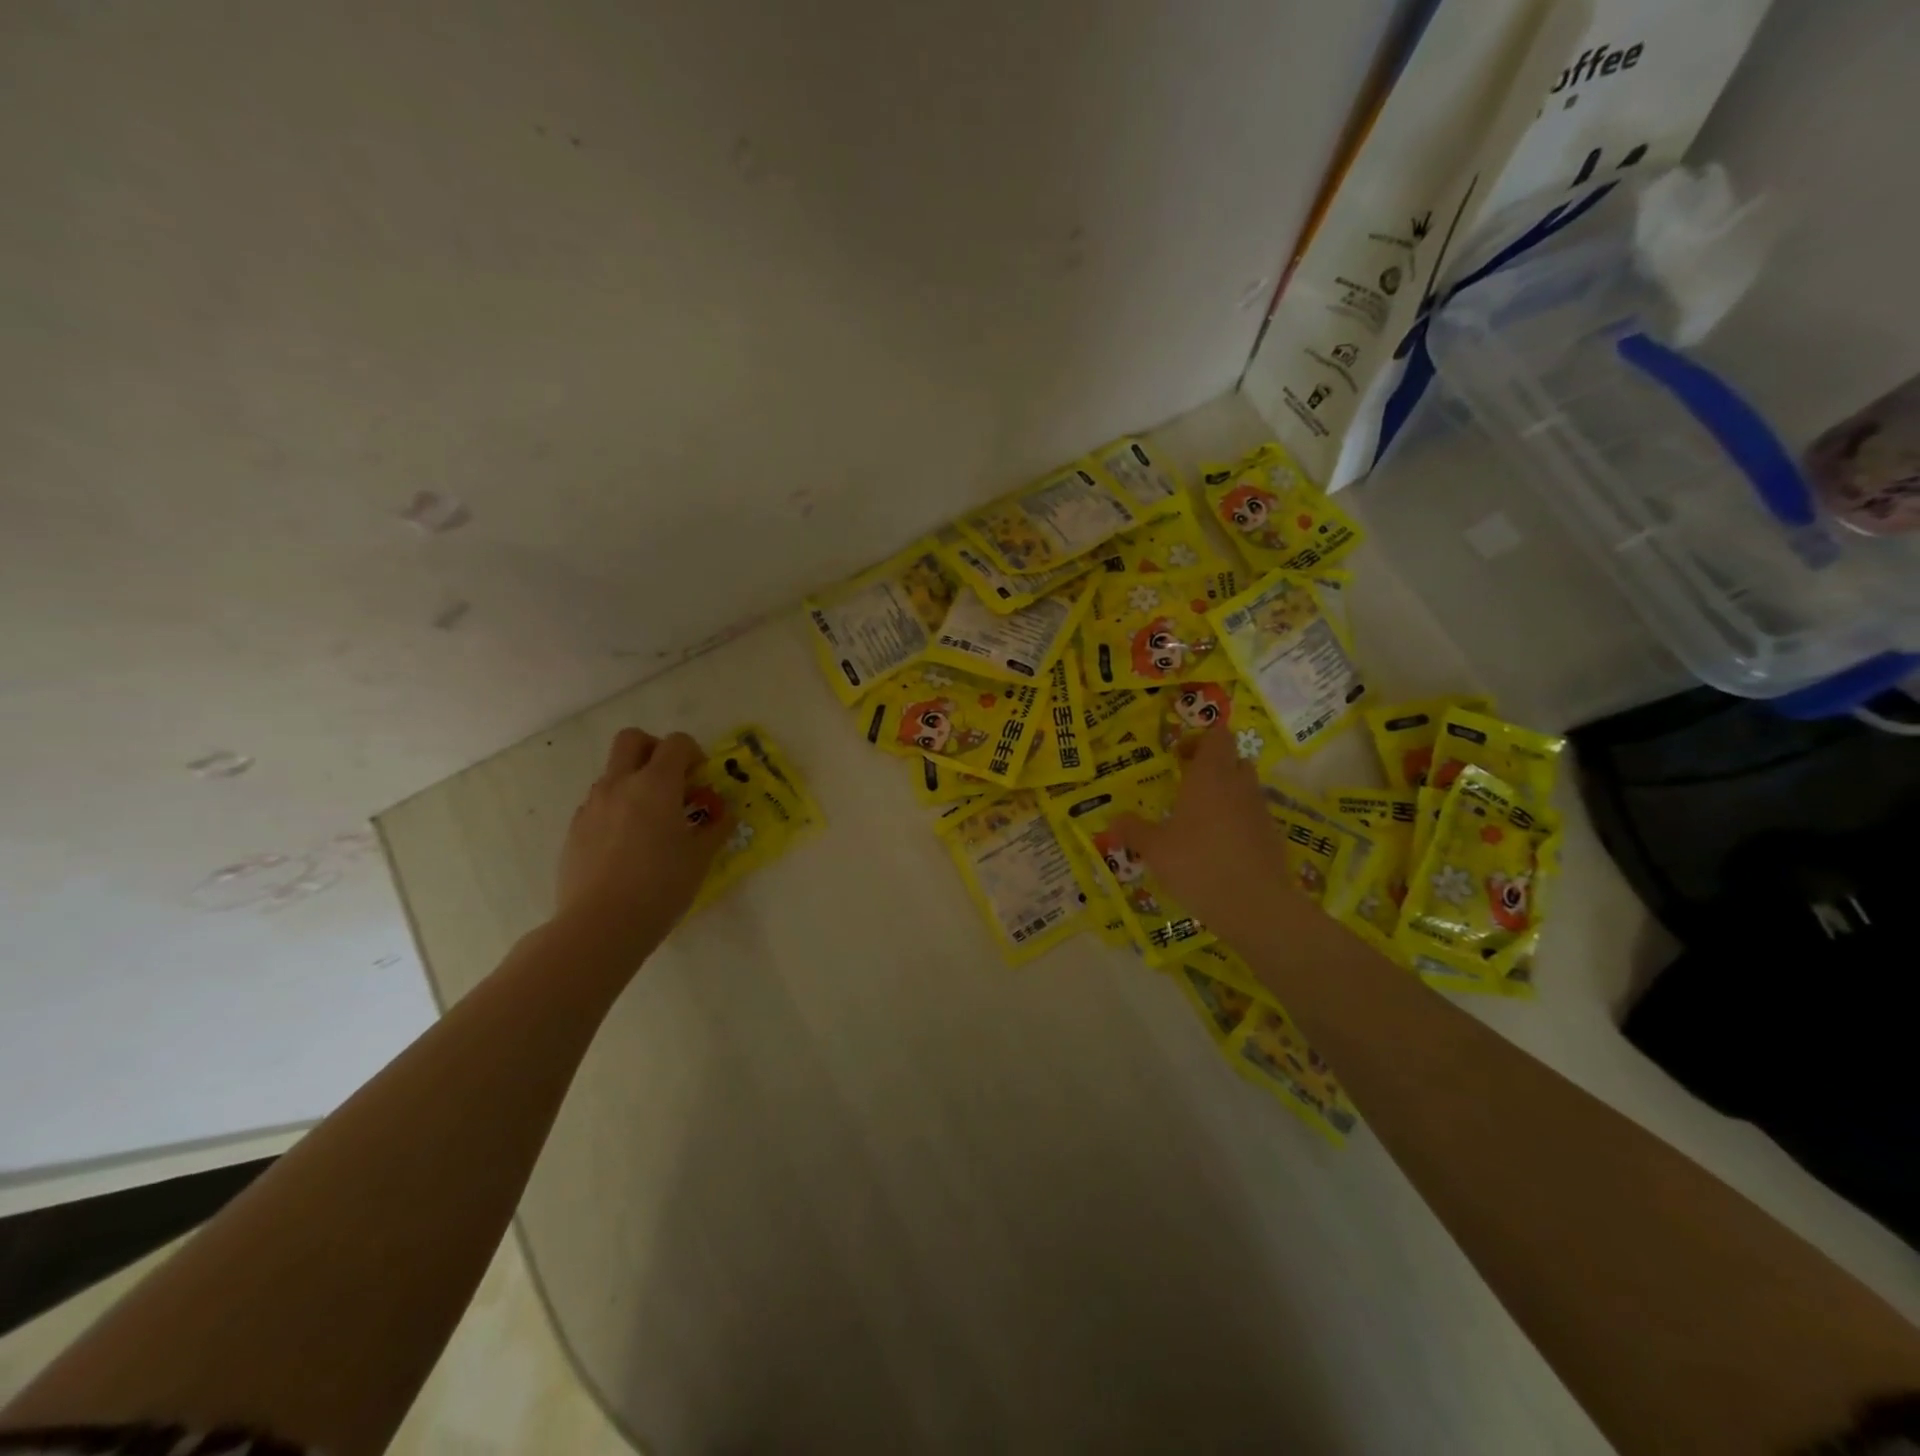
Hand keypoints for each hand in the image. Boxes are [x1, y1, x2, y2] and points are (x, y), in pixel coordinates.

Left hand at [556, 728, 724, 948]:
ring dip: (634, 781)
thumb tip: (725, 815)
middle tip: (672, 779)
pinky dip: (617, 808)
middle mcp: (620, 785)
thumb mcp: (700, 858)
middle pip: (632, 740)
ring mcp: (592, 806)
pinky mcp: (575, 829)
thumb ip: (716, 829)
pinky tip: (628, 845)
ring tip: (652, 820)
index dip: (693, 753)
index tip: (701, 779)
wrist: (600, 925)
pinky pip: (599, 803)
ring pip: (613, 772)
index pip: (676, 744)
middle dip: (655, 749)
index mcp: (656, 785)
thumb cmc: (660, 887)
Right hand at [1112, 726, 1297, 942]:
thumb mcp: (1154, 849)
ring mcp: (1260, 811)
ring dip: (1226, 795)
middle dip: (1213, 766)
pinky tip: (1219, 848)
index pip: (1218, 736)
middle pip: (1233, 759)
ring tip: (1199, 820)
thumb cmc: (1198, 865)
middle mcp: (1239, 785)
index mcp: (1210, 776)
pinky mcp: (1272, 837)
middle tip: (1186, 786)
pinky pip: (1253, 817)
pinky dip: (1238, 823)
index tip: (1180, 756)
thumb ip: (1133, 830)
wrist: (1255, 906)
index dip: (1201, 739)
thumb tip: (1114, 819)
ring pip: (1245, 788)